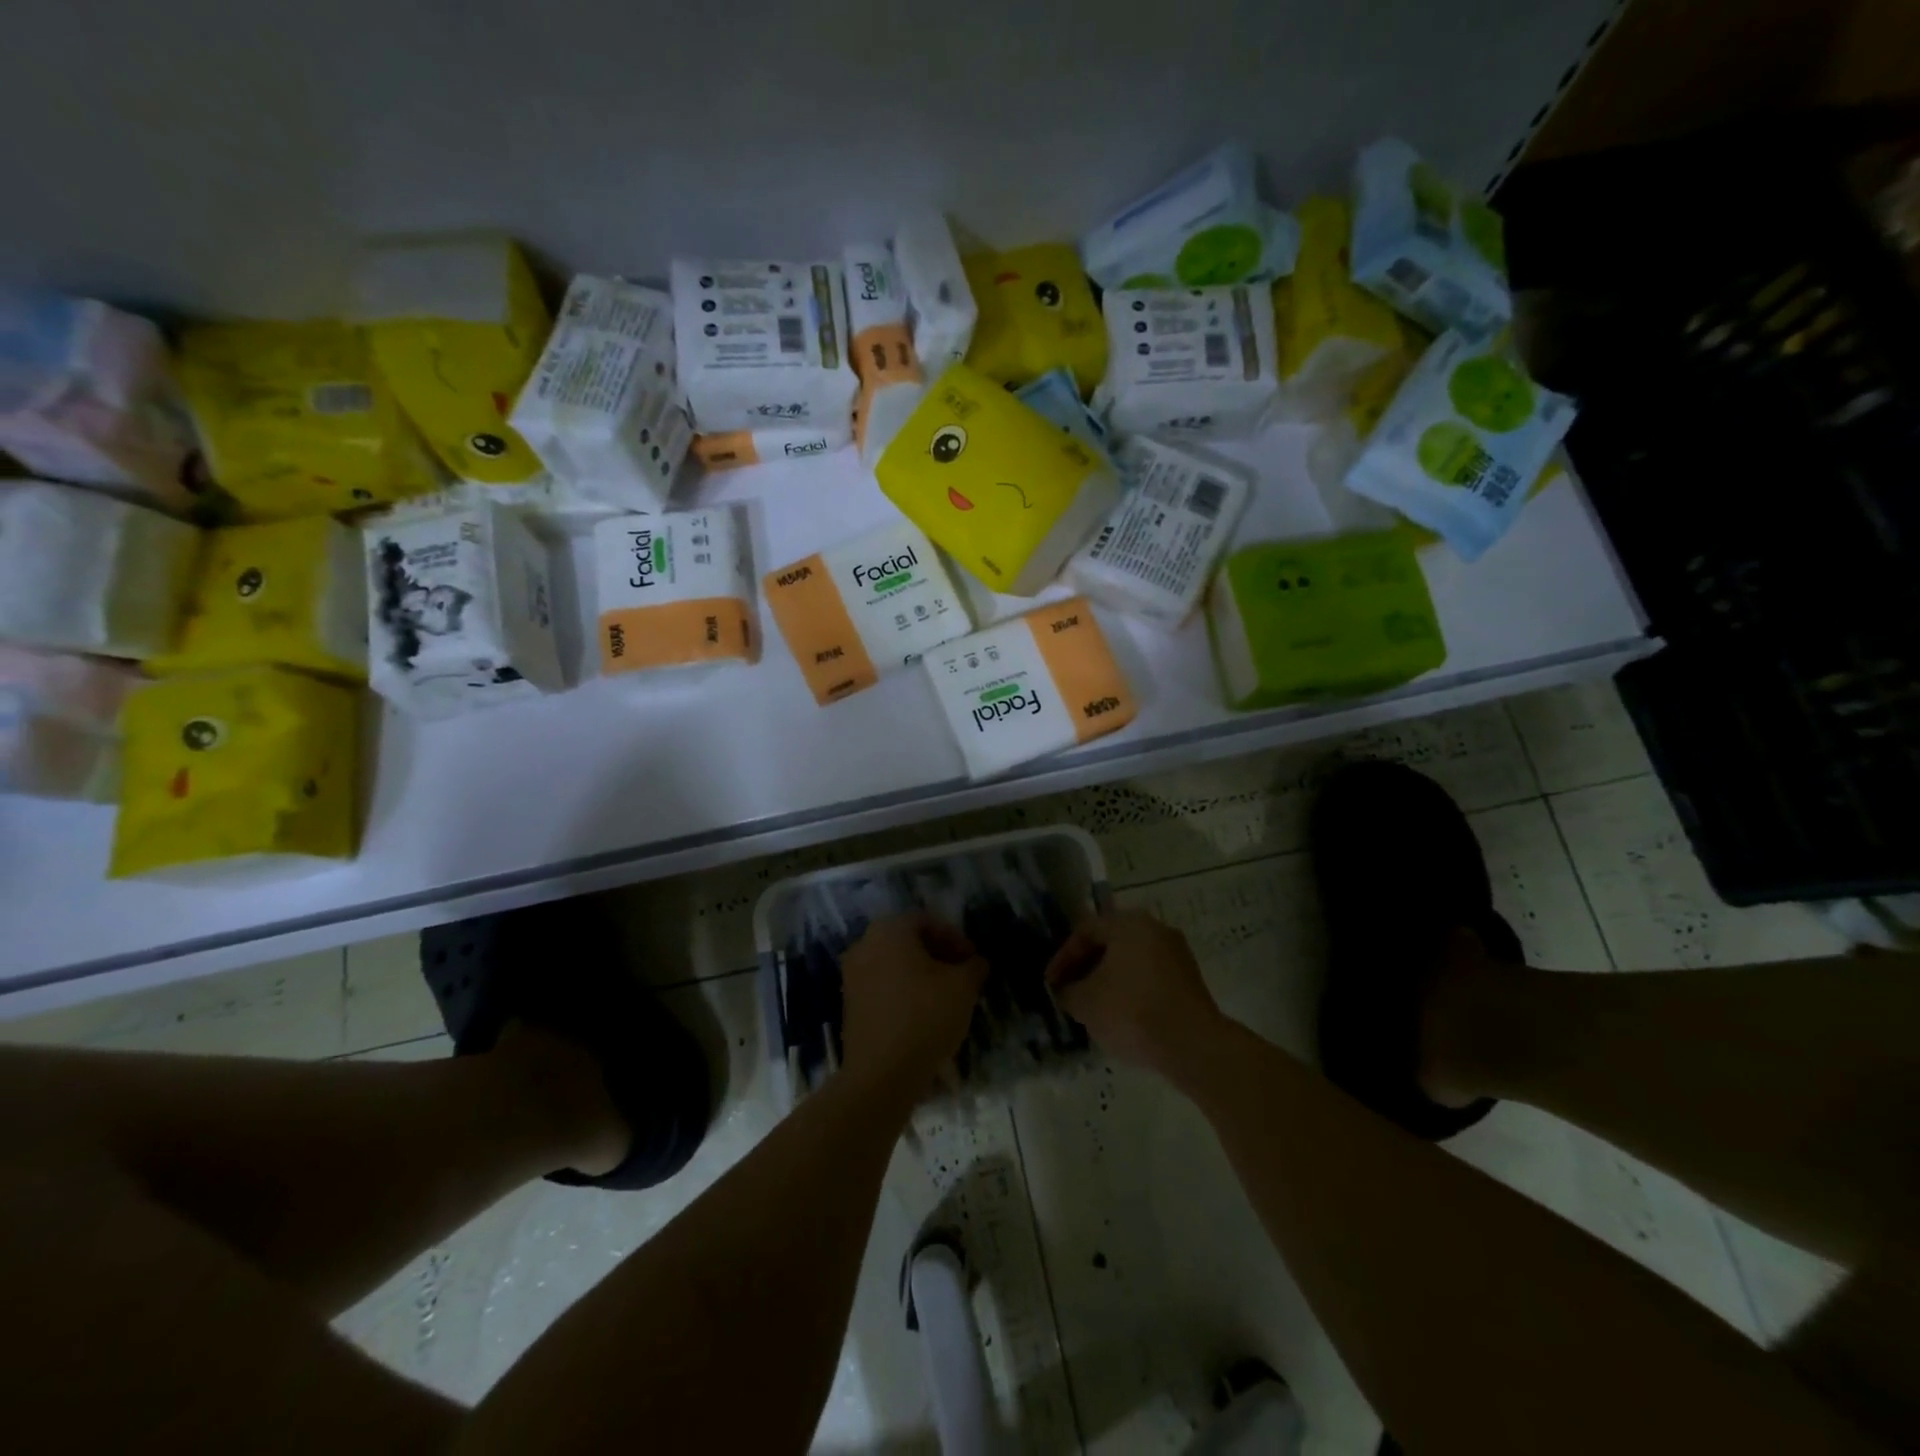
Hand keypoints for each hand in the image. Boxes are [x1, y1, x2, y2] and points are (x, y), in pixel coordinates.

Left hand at [839, 912, 987, 1100]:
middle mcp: (865, 945)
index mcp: (889, 931)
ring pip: (894, 964)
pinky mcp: (849, 1005)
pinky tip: (924, 1014)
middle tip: (962, 975)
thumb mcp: (963, 987)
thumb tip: (977, 962)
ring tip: (946, 997)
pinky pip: (882, 986)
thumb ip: (974, 966)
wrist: (881, 1074)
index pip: (926, 920)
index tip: (973, 960)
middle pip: (908, 940)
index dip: (955, 937)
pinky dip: (904, 991)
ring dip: (921, 973)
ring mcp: (852, 975)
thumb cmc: (925, 1017)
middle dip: (938, 954)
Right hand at [1045, 910, 1223, 1078]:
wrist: (1193, 1045)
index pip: (1085, 930)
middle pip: (1111, 942)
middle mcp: (1155, 929)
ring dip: (1109, 979)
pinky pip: (1150, 976)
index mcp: (1128, 923)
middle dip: (1086, 967)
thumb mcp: (1085, 1002)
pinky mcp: (1190, 979)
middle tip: (1070, 991)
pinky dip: (1132, 989)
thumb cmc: (1132, 1011)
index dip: (1063, 956)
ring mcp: (1176, 954)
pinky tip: (1122, 1015)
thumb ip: (1068, 991)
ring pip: (1131, 960)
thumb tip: (1066, 991)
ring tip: (1094, 1006)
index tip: (1052, 983)